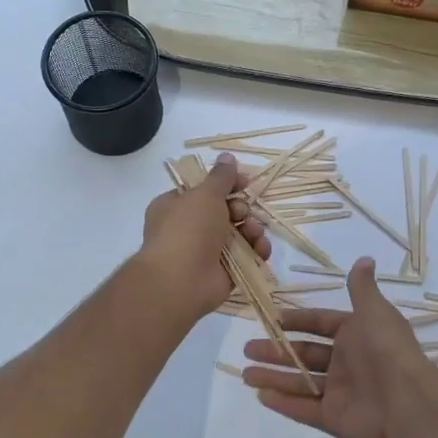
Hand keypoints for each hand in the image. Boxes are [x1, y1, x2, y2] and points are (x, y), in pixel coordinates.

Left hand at [137, 154, 269, 321]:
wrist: (180, 281)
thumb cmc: (188, 229)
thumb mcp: (205, 194)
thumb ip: (221, 177)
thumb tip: (227, 156)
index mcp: (176, 206)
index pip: (204, 190)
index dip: (226, 184)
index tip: (245, 182)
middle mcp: (189, 228)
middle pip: (225, 212)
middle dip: (241, 209)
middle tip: (243, 211)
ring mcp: (205, 252)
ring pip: (238, 234)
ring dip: (252, 230)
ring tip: (254, 233)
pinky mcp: (222, 273)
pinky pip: (244, 257)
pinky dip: (256, 252)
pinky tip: (262, 250)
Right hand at [240, 258, 437, 437]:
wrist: (408, 401)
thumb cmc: (386, 348)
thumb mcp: (373, 310)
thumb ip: (362, 287)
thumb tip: (365, 258)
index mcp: (356, 334)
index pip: (321, 324)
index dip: (298, 321)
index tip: (273, 319)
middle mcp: (347, 362)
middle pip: (305, 354)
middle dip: (276, 351)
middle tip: (247, 349)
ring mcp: (340, 392)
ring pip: (300, 382)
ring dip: (273, 377)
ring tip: (245, 374)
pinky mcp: (335, 419)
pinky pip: (305, 409)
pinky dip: (284, 403)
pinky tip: (261, 396)